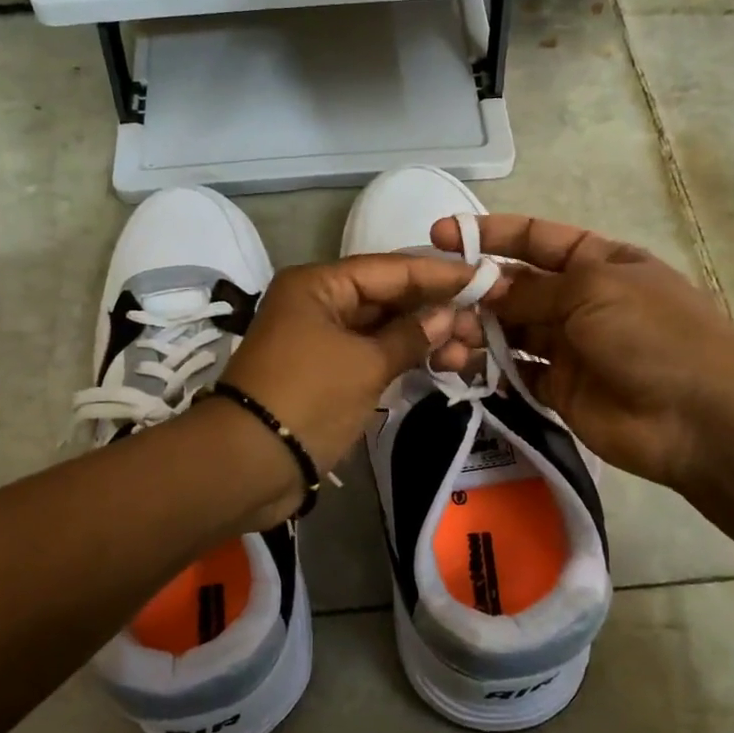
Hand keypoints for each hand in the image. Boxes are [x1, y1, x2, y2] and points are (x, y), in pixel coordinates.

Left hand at [216, 254, 495, 510]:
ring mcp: (321, 339)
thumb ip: (410, 336)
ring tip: (470, 353)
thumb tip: (446, 316)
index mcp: (318, 285)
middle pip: (387, 297)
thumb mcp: (365, 364)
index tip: (484, 279)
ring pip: (382, 329)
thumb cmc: (308, 397)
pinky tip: (442, 365)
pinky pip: (372, 355)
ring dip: (424, 338)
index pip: (390, 269)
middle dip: (435, 311)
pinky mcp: (326, 373)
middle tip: (483, 325)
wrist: (249, 463)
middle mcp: (318, 303)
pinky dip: (403, 359)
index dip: (438, 274)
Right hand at [431, 214, 733, 490]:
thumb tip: (485, 287)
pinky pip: (514, 372)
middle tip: (432, 302)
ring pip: (508, 331)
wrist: (700, 418)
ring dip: (474, 331)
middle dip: (474, 289)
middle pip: (515, 286)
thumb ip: (533, 289)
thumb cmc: (654, 333)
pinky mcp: (559, 390)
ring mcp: (569, 347)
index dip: (488, 234)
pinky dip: (487, 369)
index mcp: (598, 262)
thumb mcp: (594, 290)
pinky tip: (459, 366)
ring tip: (443, 340)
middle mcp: (580, 300)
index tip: (439, 235)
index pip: (534, 238)